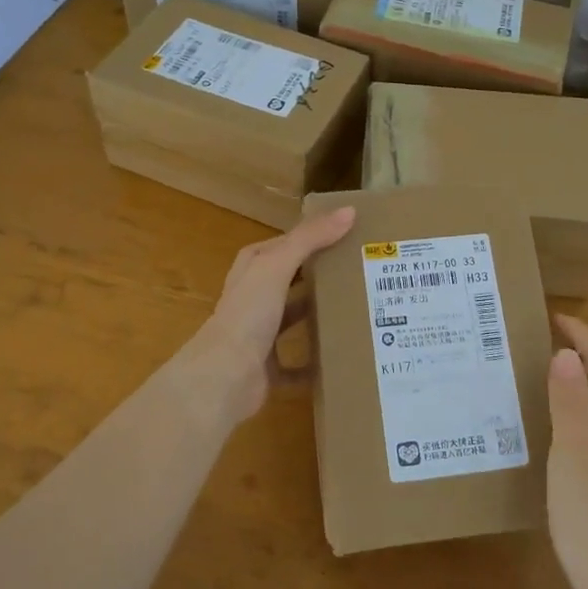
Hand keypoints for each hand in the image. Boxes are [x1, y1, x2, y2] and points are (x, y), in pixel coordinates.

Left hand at [177, 206, 355, 424]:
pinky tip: (340, 358)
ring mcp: (259, 334)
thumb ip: (310, 238)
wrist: (224, 377)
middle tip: (363, 271)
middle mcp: (254, 297)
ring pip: (294, 319)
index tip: (352, 236)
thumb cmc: (249, 313)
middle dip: (322, 276)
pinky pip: (297, 365)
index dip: (315, 237)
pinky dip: (315, 363)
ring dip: (319, 316)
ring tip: (359, 310)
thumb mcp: (278, 265)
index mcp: (253, 268)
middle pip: (292, 280)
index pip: (287, 244)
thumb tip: (349, 211)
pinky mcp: (267, 367)